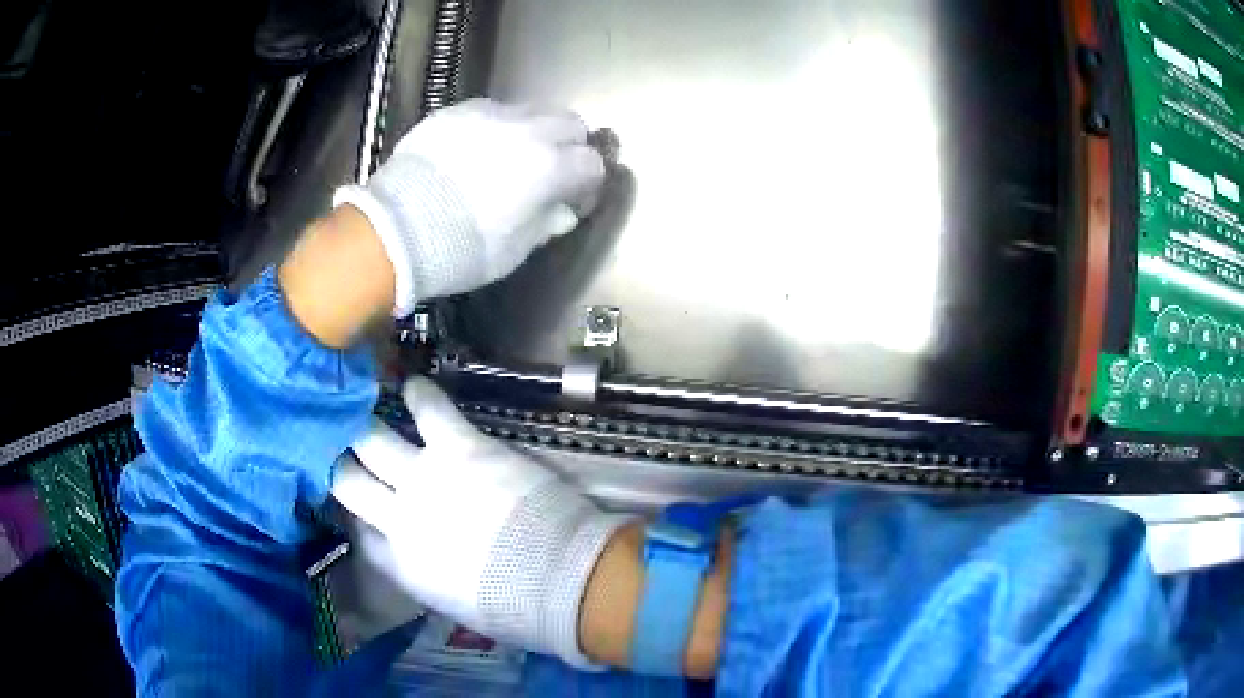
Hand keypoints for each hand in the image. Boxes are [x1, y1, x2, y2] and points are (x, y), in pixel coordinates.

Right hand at [331, 377, 630, 665]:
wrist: (554, 579)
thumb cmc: (511, 603)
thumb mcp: (451, 602)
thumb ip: (420, 572)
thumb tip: (411, 552)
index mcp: (401, 562)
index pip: (363, 535)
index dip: (359, 517)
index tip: (363, 507)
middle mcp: (398, 517)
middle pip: (349, 481)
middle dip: (340, 462)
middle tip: (339, 445)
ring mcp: (424, 478)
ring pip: (373, 440)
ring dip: (365, 424)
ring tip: (363, 405)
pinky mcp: (458, 448)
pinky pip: (428, 410)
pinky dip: (419, 394)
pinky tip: (413, 384)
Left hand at [334, 99, 607, 315]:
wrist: (394, 229)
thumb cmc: (460, 249)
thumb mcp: (512, 251)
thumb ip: (545, 224)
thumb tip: (562, 211)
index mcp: (549, 168)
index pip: (591, 163)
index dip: (588, 183)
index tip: (574, 199)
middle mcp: (528, 130)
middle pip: (571, 123)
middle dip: (570, 145)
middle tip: (552, 170)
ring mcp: (490, 114)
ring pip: (534, 108)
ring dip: (537, 130)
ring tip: (514, 155)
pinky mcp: (457, 111)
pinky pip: (493, 109)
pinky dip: (498, 126)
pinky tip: (479, 149)